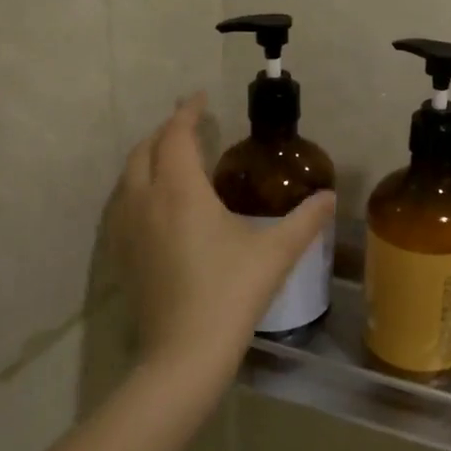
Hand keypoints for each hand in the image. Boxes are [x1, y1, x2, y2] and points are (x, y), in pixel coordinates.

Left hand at [106, 94, 335, 384]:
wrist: (184, 352)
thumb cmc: (231, 292)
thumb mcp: (276, 252)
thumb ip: (305, 219)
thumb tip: (330, 197)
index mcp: (181, 192)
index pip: (177, 136)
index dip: (188, 113)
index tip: (200, 98)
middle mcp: (145, 202)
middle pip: (144, 151)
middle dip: (165, 132)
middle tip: (190, 126)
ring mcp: (126, 230)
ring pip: (127, 177)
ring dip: (147, 158)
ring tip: (172, 159)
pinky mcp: (120, 255)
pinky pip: (121, 204)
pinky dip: (136, 187)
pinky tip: (154, 204)